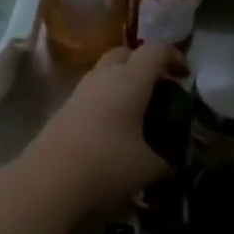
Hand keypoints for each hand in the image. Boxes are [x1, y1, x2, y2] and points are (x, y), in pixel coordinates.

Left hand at [23, 44, 183, 216]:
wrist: (48, 182)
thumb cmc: (106, 165)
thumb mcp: (149, 168)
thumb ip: (168, 161)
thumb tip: (175, 163)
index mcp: (129, 81)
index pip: (155, 51)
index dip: (174, 57)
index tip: (185, 76)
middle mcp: (103, 77)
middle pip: (125, 53)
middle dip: (144, 65)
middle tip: (159, 89)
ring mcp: (79, 92)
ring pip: (104, 73)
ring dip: (123, 83)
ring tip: (137, 111)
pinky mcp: (63, 110)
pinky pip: (91, 94)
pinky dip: (106, 101)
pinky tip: (114, 128)